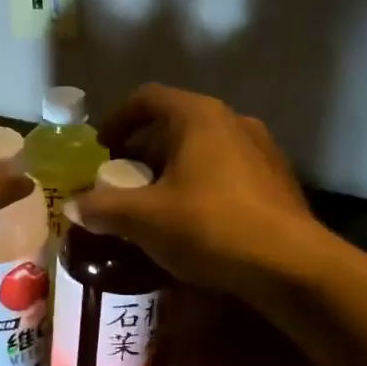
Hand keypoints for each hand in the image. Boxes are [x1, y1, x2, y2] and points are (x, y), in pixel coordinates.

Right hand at [66, 84, 331, 301]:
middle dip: (143, 150)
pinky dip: (202, 183)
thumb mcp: (145, 218)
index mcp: (198, 116)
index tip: (101, 148)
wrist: (292, 267)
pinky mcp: (277, 179)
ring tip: (155, 203)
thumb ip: (103, 207)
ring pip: (202, 147)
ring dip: (173, 168)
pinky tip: (193, 220)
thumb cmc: (210, 226)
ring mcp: (261, 148)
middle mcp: (232, 120)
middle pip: (175, 123)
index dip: (117, 119)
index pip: (147, 98)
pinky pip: (227, 169)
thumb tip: (73, 207)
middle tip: (122, 181)